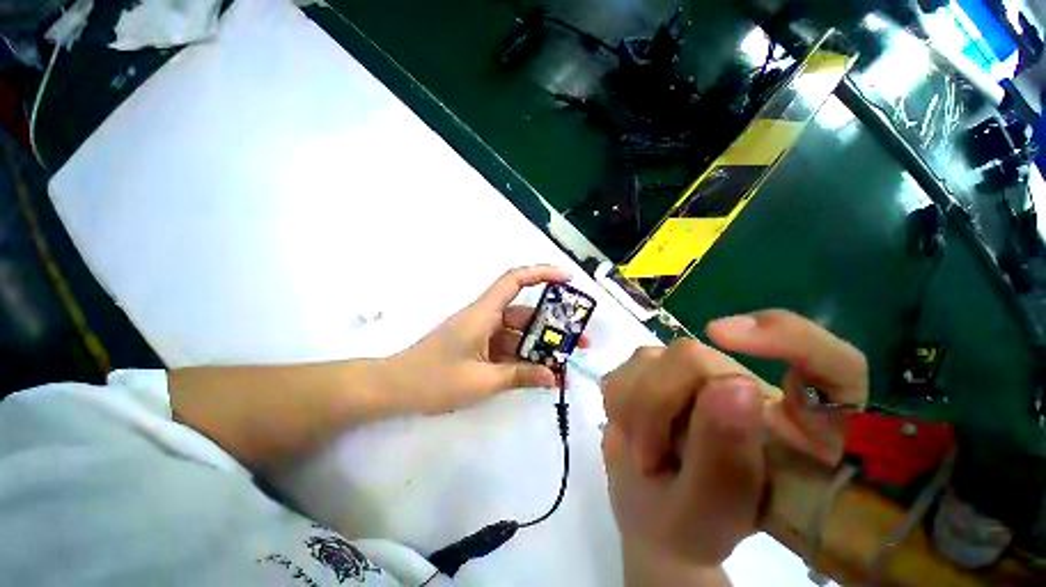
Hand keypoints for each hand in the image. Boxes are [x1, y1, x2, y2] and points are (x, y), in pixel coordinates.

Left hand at [382, 265, 587, 414]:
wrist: (394, 388)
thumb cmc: (434, 379)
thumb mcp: (482, 381)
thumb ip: (519, 376)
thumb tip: (553, 376)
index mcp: (483, 314)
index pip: (515, 280)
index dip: (542, 273)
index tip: (568, 280)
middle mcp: (485, 317)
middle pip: (524, 313)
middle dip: (552, 325)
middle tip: (579, 341)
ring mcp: (481, 333)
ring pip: (517, 333)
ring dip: (539, 345)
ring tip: (565, 362)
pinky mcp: (478, 346)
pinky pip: (507, 347)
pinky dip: (523, 357)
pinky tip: (539, 372)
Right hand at [602, 310, 866, 566]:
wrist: (652, 509)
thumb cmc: (690, 523)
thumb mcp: (710, 512)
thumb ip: (726, 458)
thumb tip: (732, 384)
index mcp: (797, 431)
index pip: (835, 368)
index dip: (794, 340)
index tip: (726, 336)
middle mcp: (749, 386)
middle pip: (695, 358)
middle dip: (657, 404)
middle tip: (650, 457)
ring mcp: (698, 369)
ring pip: (655, 357)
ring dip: (635, 407)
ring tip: (645, 450)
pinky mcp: (660, 364)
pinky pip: (632, 365)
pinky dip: (622, 399)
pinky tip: (632, 426)